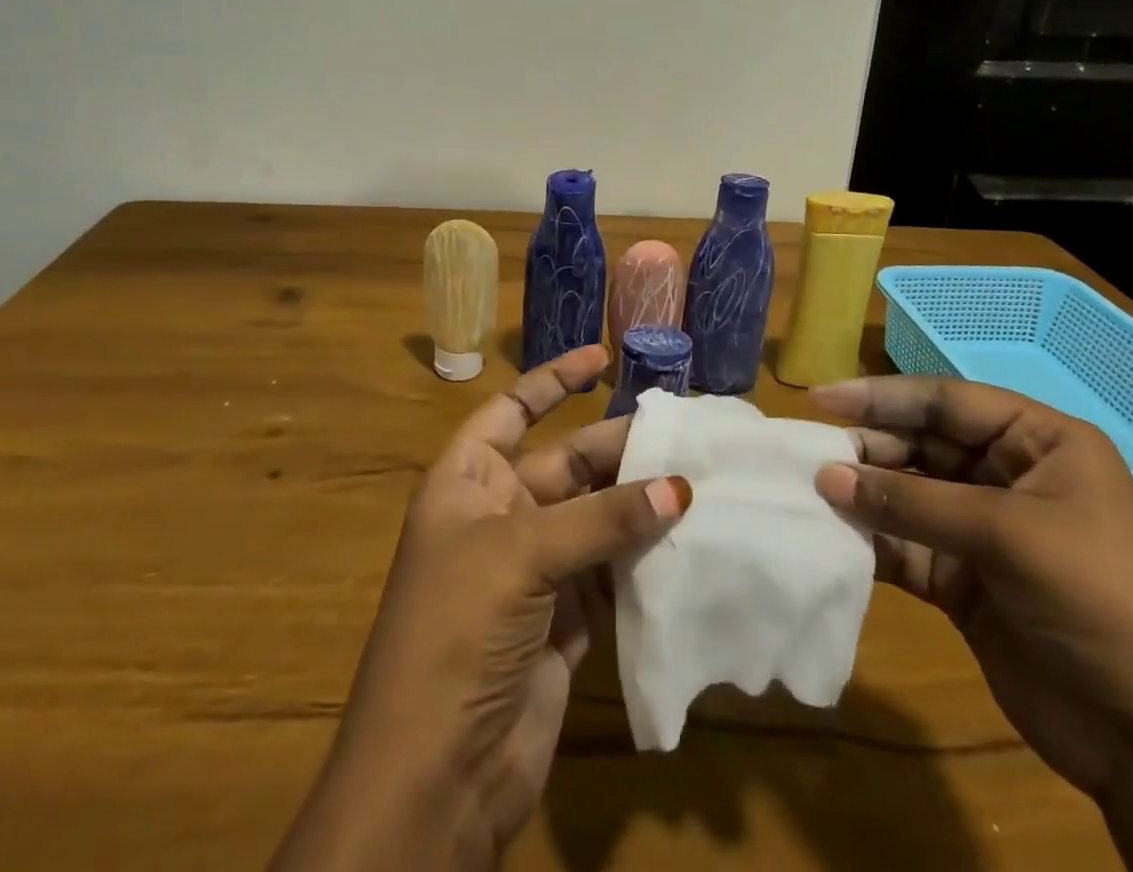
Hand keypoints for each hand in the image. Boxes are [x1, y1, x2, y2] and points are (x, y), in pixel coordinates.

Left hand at [268, 345, 690, 871]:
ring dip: (639, 503)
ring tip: (698, 479)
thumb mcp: (521, 555)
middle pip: (567, 464)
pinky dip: (644, 558)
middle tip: (681, 435)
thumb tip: (680, 485)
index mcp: (468, 482)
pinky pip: (611, 572)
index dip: (553, 381)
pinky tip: (686, 541)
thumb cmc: (457, 630)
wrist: (435, 775)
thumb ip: (602, 519)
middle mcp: (500, 516)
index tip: (603, 357)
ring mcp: (534, 571)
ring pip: (596, 518)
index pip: (511, 411)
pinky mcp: (565, 621)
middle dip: (617, 448)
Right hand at [809, 374, 1132, 794]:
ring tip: (813, 492)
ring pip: (908, 495)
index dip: (882, 396)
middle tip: (810, 454)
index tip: (820, 399)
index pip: (946, 402)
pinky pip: (907, 546)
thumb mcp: (1009, 536)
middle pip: (921, 445)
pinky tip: (835, 537)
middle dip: (868, 448)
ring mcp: (985, 532)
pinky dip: (872, 541)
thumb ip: (912, 503)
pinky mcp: (965, 581)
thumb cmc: (1100, 602)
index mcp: (1039, 444)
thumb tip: (826, 475)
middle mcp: (1009, 478)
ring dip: (864, 495)